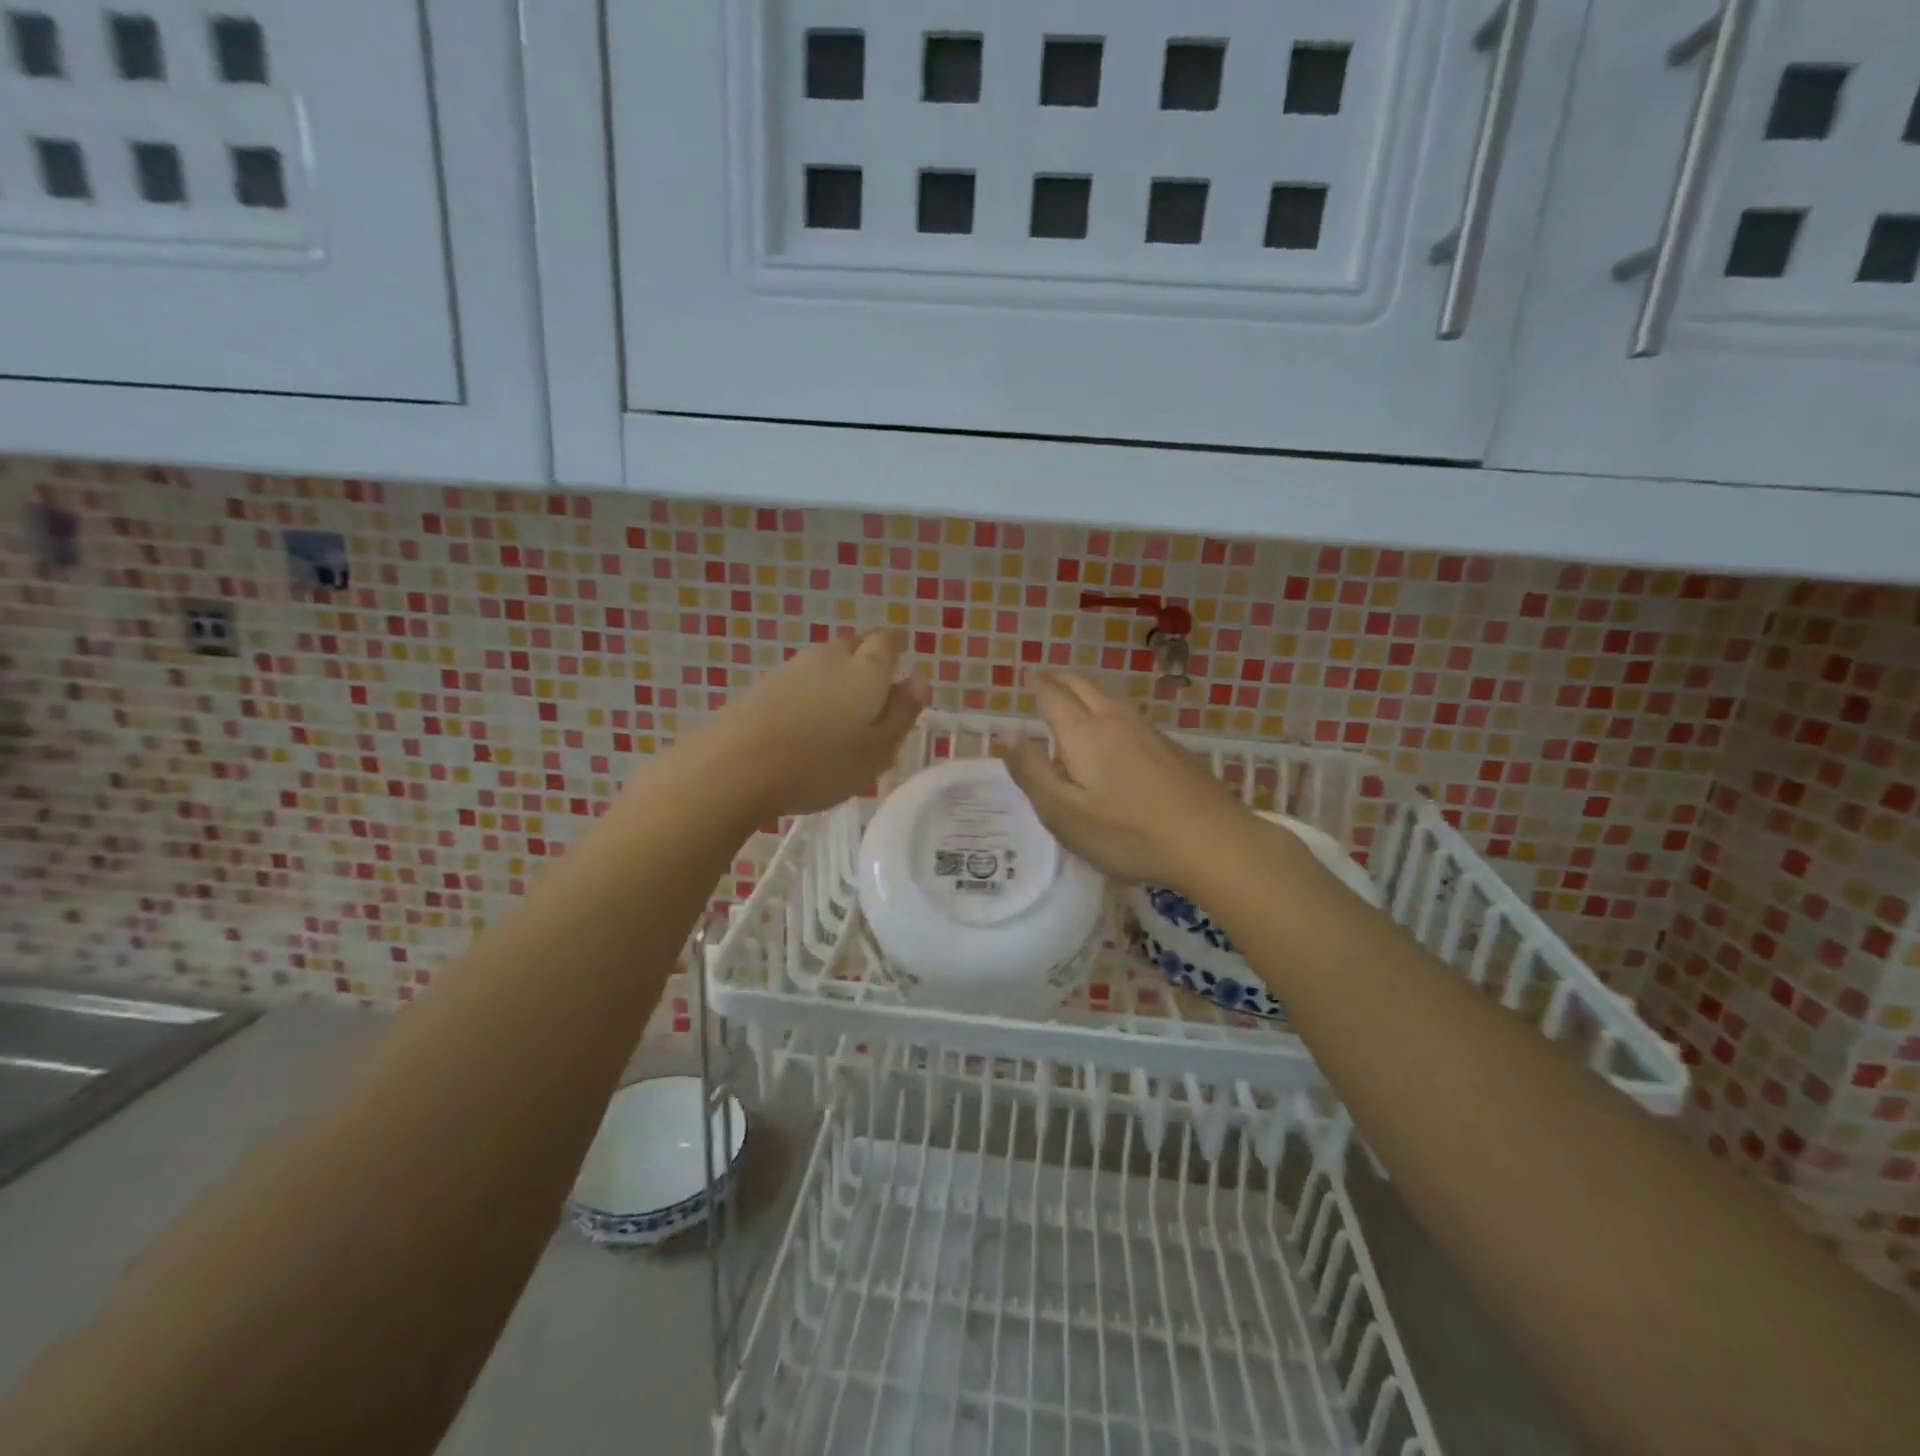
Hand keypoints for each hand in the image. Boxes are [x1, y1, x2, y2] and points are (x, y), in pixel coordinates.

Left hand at [697, 629, 930, 817]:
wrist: (736, 766)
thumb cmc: (822, 763)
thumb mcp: (878, 749)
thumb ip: (902, 713)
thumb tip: (919, 680)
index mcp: (866, 670)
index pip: (887, 641)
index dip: (896, 647)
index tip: (902, 661)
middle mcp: (830, 658)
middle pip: (854, 646)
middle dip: (868, 660)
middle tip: (876, 691)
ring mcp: (791, 669)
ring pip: (825, 663)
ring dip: (837, 678)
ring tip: (842, 712)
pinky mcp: (762, 687)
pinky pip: (799, 681)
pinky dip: (810, 694)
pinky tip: (807, 722)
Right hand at [1002, 671, 1258, 892]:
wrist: (1212, 842)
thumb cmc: (1127, 832)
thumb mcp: (1063, 812)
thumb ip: (1032, 771)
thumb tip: (1007, 733)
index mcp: (1084, 733)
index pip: (1053, 696)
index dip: (1037, 684)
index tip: (1028, 673)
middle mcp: (1116, 721)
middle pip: (1085, 688)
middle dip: (1062, 680)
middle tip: (1047, 677)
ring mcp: (1150, 733)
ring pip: (1111, 700)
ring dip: (1088, 693)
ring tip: (1076, 699)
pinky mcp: (1173, 750)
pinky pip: (1131, 718)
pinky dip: (1111, 713)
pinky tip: (1117, 733)